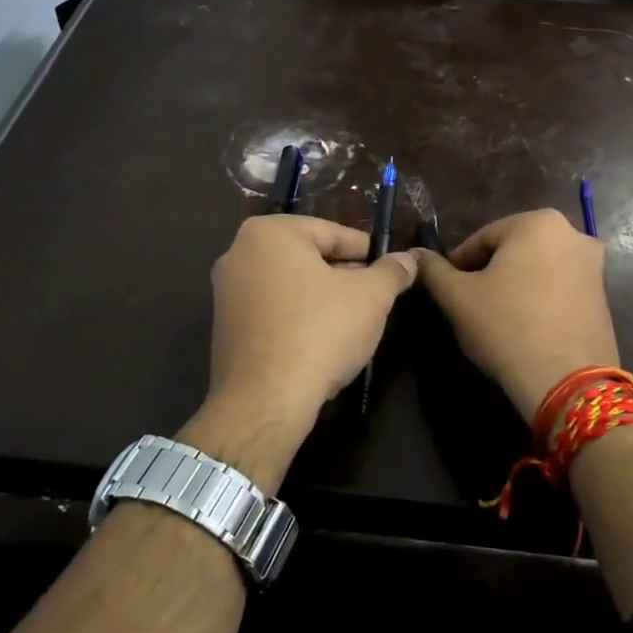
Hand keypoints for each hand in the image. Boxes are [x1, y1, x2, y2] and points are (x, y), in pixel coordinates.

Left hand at [189, 215, 417, 485]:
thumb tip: (407, 259)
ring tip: (354, 320)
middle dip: (344, 275)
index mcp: (269, 233)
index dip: (367, 251)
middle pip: (308, 257)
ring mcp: (226, 293)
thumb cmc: (320, 331)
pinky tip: (322, 340)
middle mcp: (239, 253)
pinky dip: (298, 318)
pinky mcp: (225, 328)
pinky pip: (272, 311)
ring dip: (322, 298)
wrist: (266, 400)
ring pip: (290, 285)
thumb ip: (391, 272)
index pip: (332, 232)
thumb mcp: (370, 297)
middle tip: (376, 296)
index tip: (391, 268)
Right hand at [413, 209, 619, 426]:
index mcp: (537, 222)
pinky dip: (539, 300)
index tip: (446, 291)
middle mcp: (572, 233)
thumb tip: (415, 254)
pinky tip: (524, 327)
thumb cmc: (506, 327)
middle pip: (513, 251)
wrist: (567, 381)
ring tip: (495, 318)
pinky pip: (559, 289)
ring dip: (514, 286)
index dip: (458, 265)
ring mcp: (594, 266)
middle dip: (489, 273)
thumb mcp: (456, 297)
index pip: (481, 238)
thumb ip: (433, 270)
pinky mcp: (604, 297)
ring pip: (537, 269)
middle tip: (469, 304)